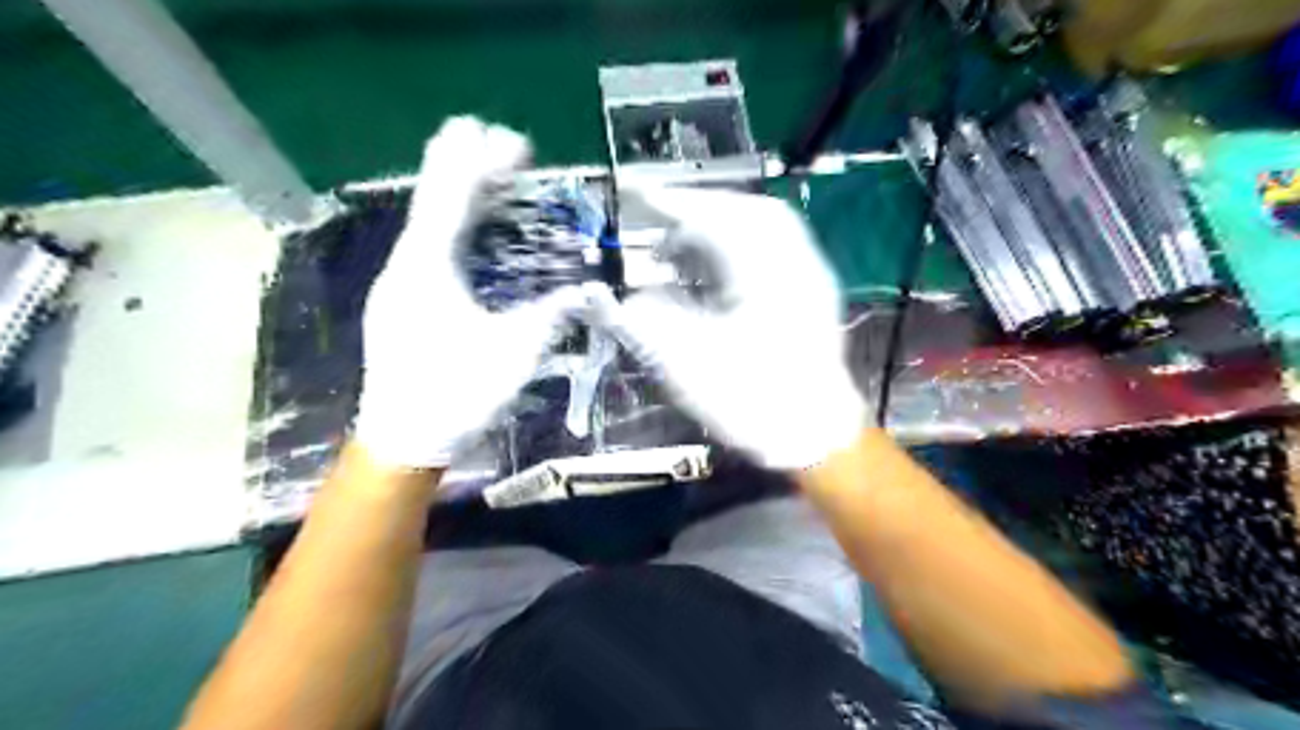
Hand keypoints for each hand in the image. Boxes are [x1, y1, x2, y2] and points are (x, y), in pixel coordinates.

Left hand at [353, 116, 582, 463]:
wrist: (402, 440)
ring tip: (497, 178)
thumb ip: (552, 316)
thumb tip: (590, 291)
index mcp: (427, 268)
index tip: (514, 142)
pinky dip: (456, 225)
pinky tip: (476, 229)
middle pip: (435, 199)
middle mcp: (406, 264)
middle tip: (507, 148)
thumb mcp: (514, 355)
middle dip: (469, 166)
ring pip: (430, 221)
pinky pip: (430, 245)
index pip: (450, 195)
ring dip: (464, 195)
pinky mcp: (402, 299)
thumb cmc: (455, 395)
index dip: (480, 161)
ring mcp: (399, 281)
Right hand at [596, 186, 859, 466]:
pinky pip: (776, 250)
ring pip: (767, 229)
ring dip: (722, 227)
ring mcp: (810, 278)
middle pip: (751, 211)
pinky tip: (716, 270)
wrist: (817, 437)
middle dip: (702, 209)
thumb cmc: (756, 402)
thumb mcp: (691, 365)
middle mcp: (796, 264)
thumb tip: (613, 300)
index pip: (718, 218)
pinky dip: (741, 248)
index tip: (639, 195)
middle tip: (662, 221)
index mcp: (767, 275)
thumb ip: (647, 323)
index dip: (675, 203)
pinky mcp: (812, 295)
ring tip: (683, 247)